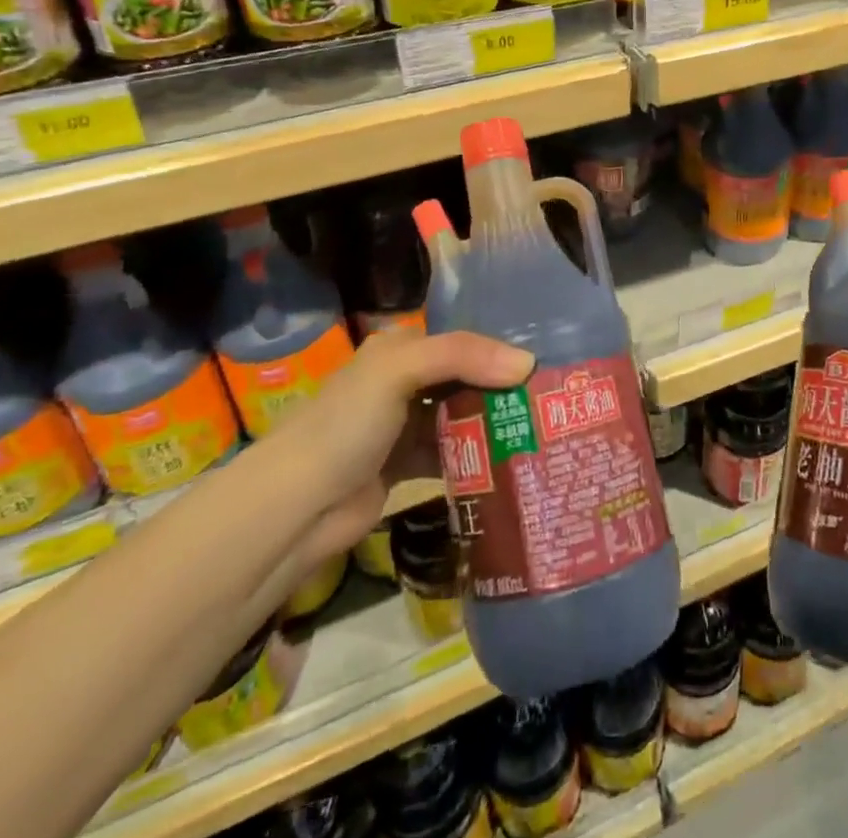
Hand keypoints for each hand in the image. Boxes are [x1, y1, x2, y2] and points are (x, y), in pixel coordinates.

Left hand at [269, 329, 531, 568]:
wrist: (297, 507)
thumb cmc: (347, 423)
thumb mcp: (401, 370)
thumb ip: (464, 356)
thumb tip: (528, 363)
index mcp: (400, 348)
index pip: (462, 339)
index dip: (500, 349)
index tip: (545, 364)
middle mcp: (404, 381)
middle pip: (466, 379)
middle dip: (503, 389)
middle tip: (551, 402)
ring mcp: (405, 425)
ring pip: (461, 417)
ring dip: (493, 425)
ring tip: (540, 432)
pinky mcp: (406, 466)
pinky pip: (452, 454)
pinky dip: (476, 458)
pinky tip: (509, 463)